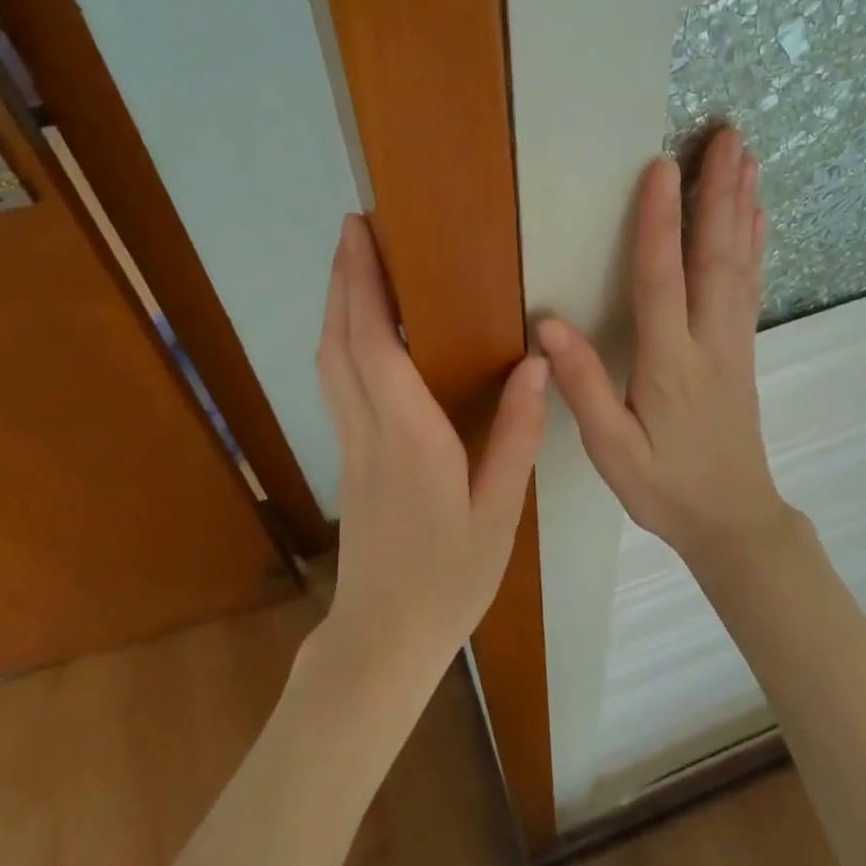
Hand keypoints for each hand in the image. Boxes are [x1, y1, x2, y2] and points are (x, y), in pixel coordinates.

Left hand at [315, 215, 547, 682]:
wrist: (384, 638)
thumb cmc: (449, 578)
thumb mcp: (499, 513)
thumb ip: (516, 436)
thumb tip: (535, 364)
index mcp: (409, 438)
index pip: (377, 346)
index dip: (365, 285)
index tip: (364, 235)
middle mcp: (369, 430)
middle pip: (341, 341)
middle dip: (344, 278)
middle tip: (354, 227)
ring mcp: (351, 444)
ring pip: (330, 360)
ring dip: (337, 305)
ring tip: (355, 264)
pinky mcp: (348, 458)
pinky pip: (336, 382)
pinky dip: (341, 340)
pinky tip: (359, 330)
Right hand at [537, 125, 794, 569]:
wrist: (734, 520)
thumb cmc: (665, 488)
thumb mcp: (612, 450)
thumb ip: (584, 386)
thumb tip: (550, 324)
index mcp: (671, 363)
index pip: (662, 280)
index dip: (659, 222)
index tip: (662, 166)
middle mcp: (709, 342)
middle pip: (715, 257)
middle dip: (719, 192)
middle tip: (729, 136)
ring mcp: (733, 343)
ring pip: (739, 264)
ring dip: (742, 206)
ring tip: (747, 157)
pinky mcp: (742, 350)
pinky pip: (750, 287)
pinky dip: (754, 245)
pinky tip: (758, 218)